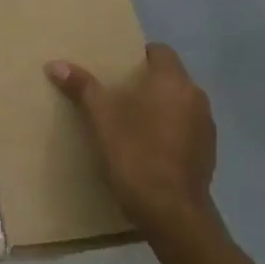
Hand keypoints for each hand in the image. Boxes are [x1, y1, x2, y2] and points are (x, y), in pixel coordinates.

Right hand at [46, 44, 219, 236]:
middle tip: (116, 94)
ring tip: (131, 123)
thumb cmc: (134, 154)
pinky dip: (170, 132)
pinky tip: (149, 149)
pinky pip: (186, 130)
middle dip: (146, 83)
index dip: (139, 56)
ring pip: (179, 105)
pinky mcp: (208, 153)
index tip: (116, 68)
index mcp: (172, 82)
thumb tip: (56, 64)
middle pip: (170, 78)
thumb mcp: (100, 118)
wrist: (171, 212)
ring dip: (160, 108)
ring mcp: (206, 127)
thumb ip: (82, 87)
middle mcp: (196, 97)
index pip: (161, 51)